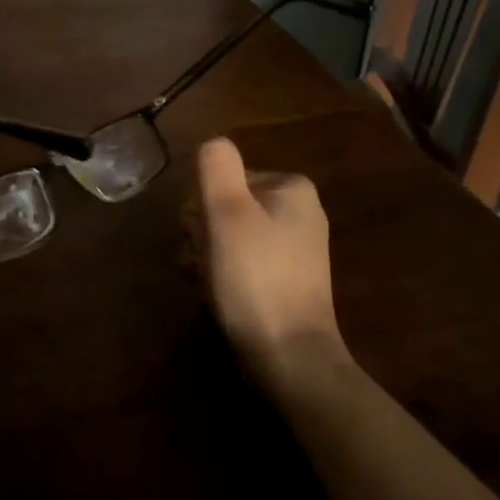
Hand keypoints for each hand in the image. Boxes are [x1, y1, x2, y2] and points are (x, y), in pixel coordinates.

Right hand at [191, 138, 344, 378]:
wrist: (288, 357)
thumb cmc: (255, 278)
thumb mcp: (228, 213)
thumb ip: (216, 167)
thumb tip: (212, 142)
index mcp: (291, 189)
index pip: (222, 179)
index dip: (201, 208)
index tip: (201, 237)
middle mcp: (297, 213)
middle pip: (224, 208)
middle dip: (202, 235)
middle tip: (204, 264)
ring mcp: (292, 251)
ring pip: (226, 238)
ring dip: (205, 259)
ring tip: (209, 284)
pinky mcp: (282, 283)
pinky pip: (239, 265)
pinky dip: (222, 278)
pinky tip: (217, 298)